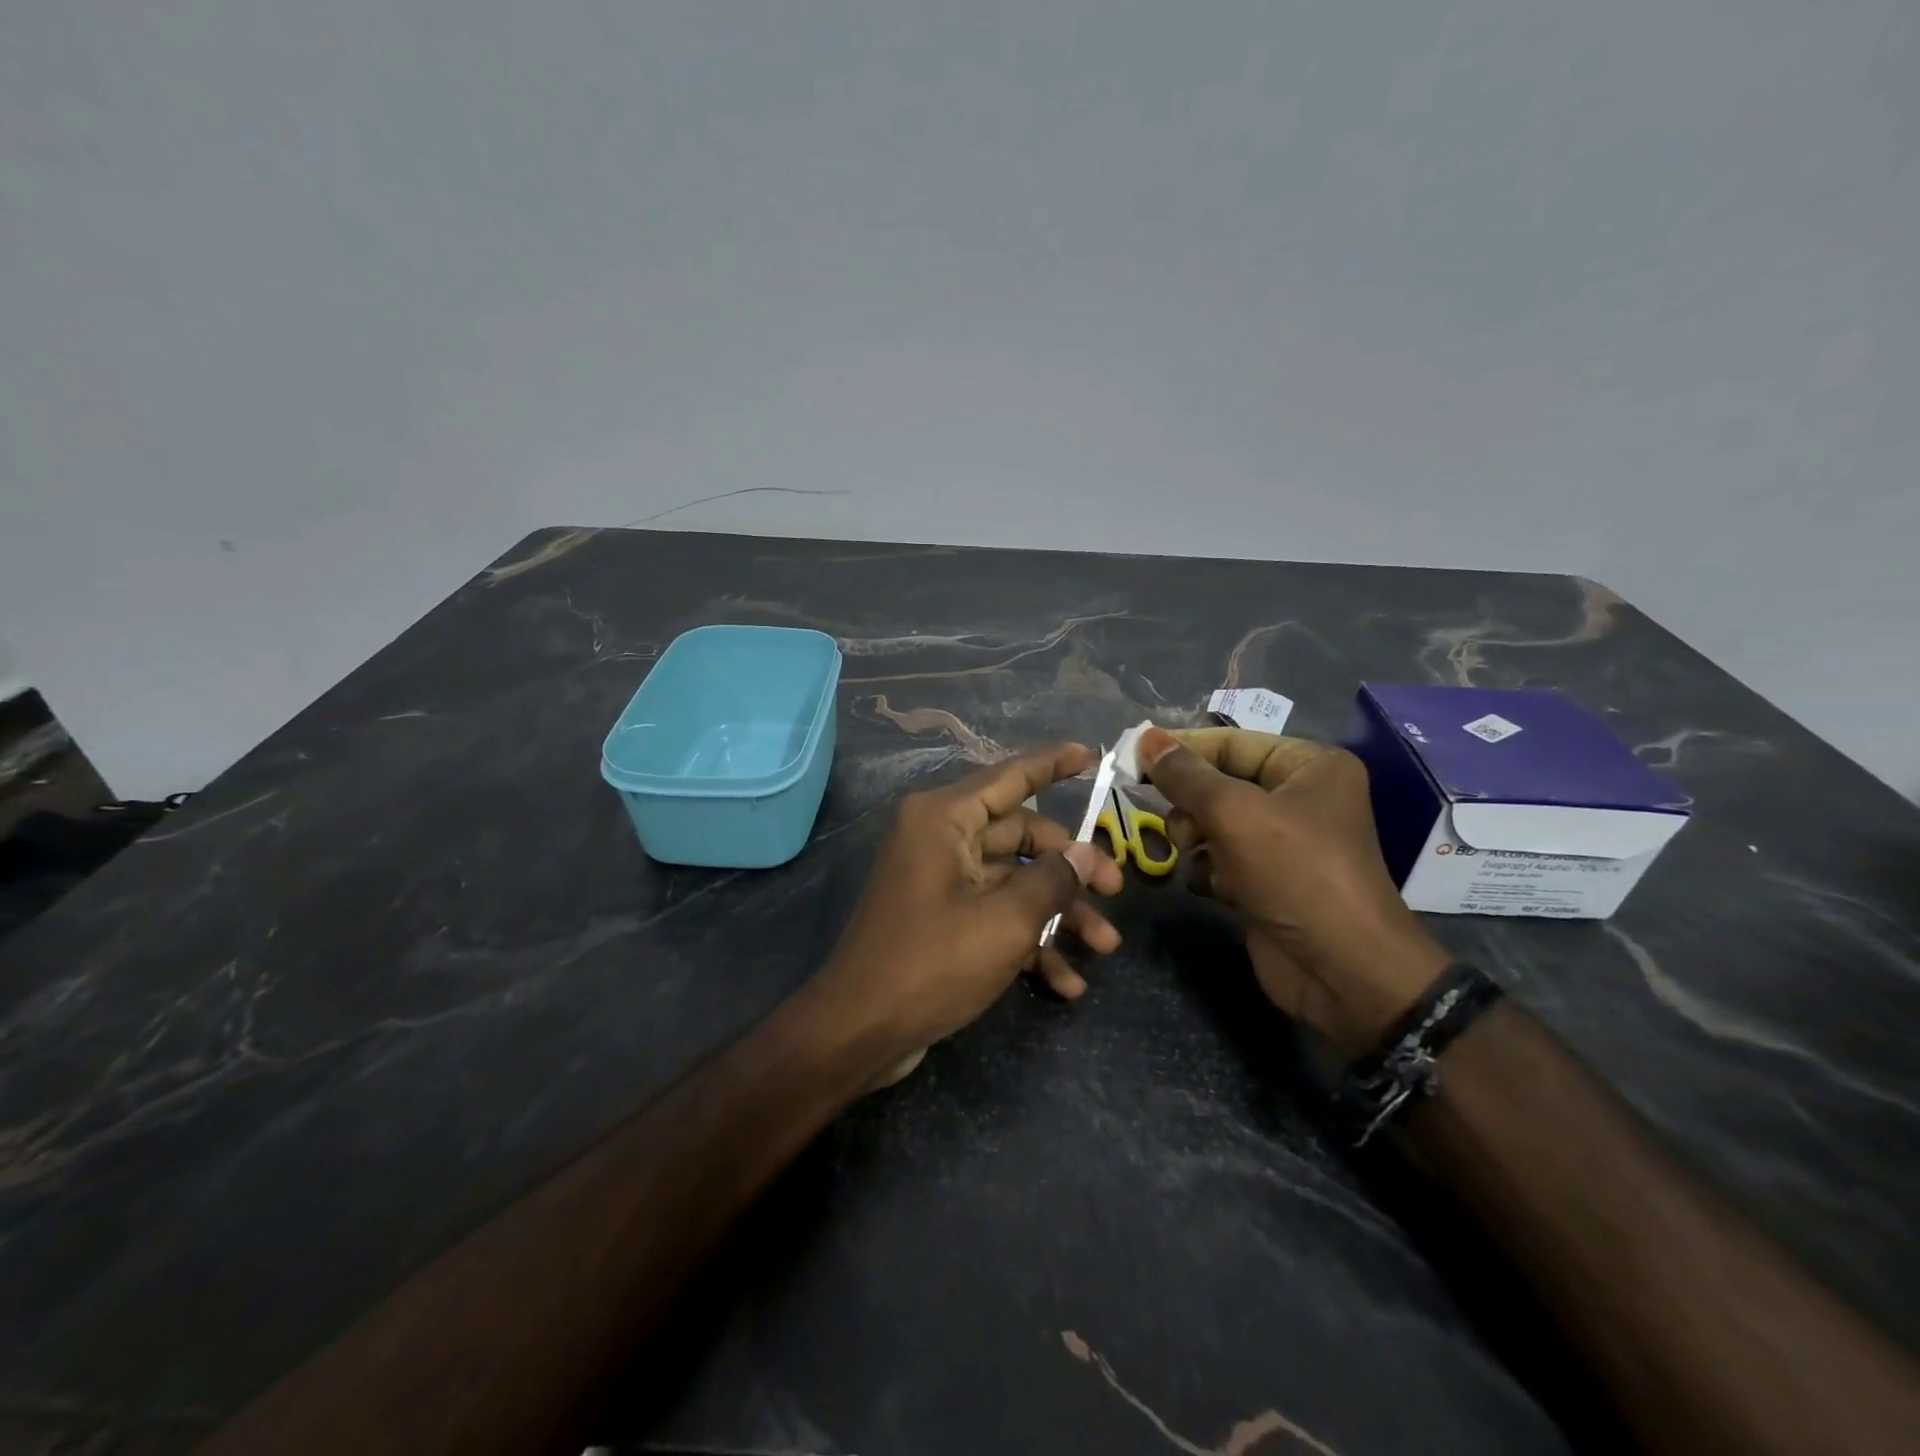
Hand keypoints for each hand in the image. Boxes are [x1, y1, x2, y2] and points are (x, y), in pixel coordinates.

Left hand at [818, 744, 1124, 1080]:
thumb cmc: (932, 962)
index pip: (1010, 776)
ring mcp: (940, 880)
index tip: (1093, 755)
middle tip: (1116, 892)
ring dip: (1057, 913)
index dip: (1053, 764)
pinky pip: (994, 914)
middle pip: (1020, 836)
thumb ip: (1053, 879)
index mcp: (945, 818)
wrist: (859, 1031)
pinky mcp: (942, 918)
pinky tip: (1066, 982)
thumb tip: (1088, 853)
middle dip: (1070, 868)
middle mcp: (940, 838)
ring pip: (1013, 881)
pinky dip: (1027, 941)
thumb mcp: (1005, 920)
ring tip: (1104, 948)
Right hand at [1138, 727, 1450, 1057]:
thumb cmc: (1295, 874)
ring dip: (1194, 838)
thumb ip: (1185, 776)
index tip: (1131, 759)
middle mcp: (1299, 798)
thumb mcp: (1235, 813)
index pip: (1230, 743)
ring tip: (1193, 855)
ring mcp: (1283, 843)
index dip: (1180, 750)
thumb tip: (1145, 738)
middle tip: (1176, 824)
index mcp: (1308, 766)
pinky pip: (1221, 859)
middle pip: (1219, 783)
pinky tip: (1210, 886)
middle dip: (1189, 803)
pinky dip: (1207, 869)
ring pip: (1214, 822)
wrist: (1342, 971)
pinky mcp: (1268, 881)